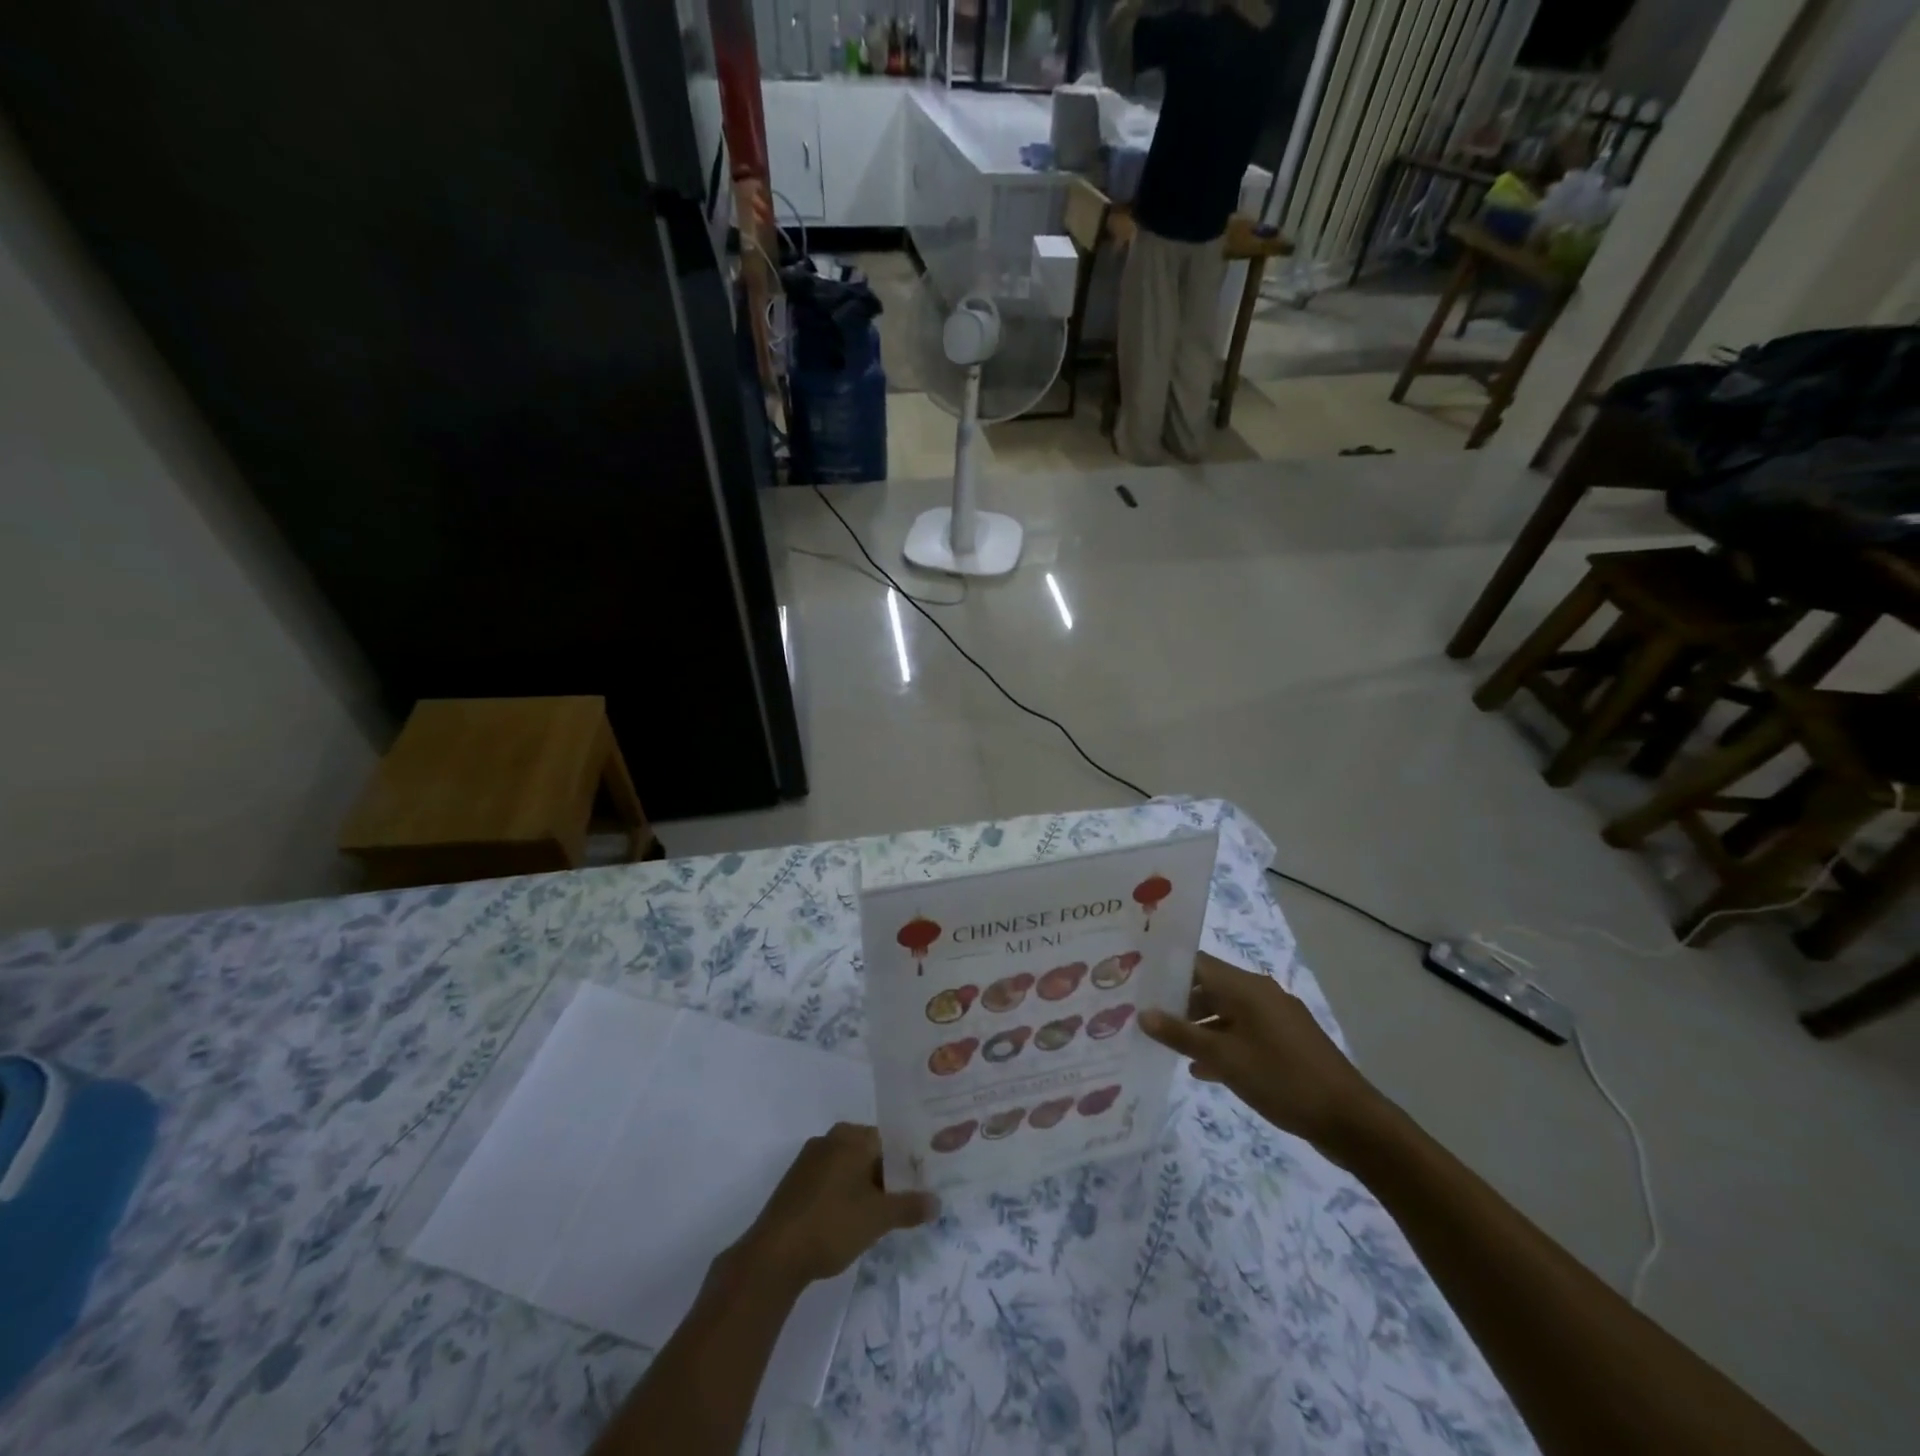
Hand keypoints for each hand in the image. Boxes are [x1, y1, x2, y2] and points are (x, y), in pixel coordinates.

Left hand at [732, 1123, 936, 1290]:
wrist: (773, 1257)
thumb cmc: (831, 1225)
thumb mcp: (878, 1218)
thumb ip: (910, 1207)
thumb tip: (938, 1202)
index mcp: (851, 1136)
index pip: (891, 1139)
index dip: (910, 1161)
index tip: (925, 1181)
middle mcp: (830, 1138)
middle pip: (870, 1152)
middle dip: (890, 1176)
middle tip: (911, 1200)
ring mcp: (810, 1160)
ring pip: (850, 1168)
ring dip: (868, 1187)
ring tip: (887, 1214)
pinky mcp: (797, 1183)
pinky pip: (832, 1180)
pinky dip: (847, 1195)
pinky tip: (855, 1221)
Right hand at [1140, 953, 1388, 1158]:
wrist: (1350, 1121)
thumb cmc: (1281, 1079)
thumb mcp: (1224, 1058)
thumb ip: (1181, 1035)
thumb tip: (1143, 1014)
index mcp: (1245, 987)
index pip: (1196, 963)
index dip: (1165, 970)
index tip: (1137, 982)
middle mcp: (1260, 994)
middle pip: (1209, 987)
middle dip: (1177, 1002)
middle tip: (1144, 1017)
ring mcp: (1275, 1019)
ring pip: (1225, 1013)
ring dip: (1198, 1027)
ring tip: (1165, 1044)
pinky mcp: (1285, 1043)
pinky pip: (1243, 1033)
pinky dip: (1221, 1044)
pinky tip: (1202, 1069)